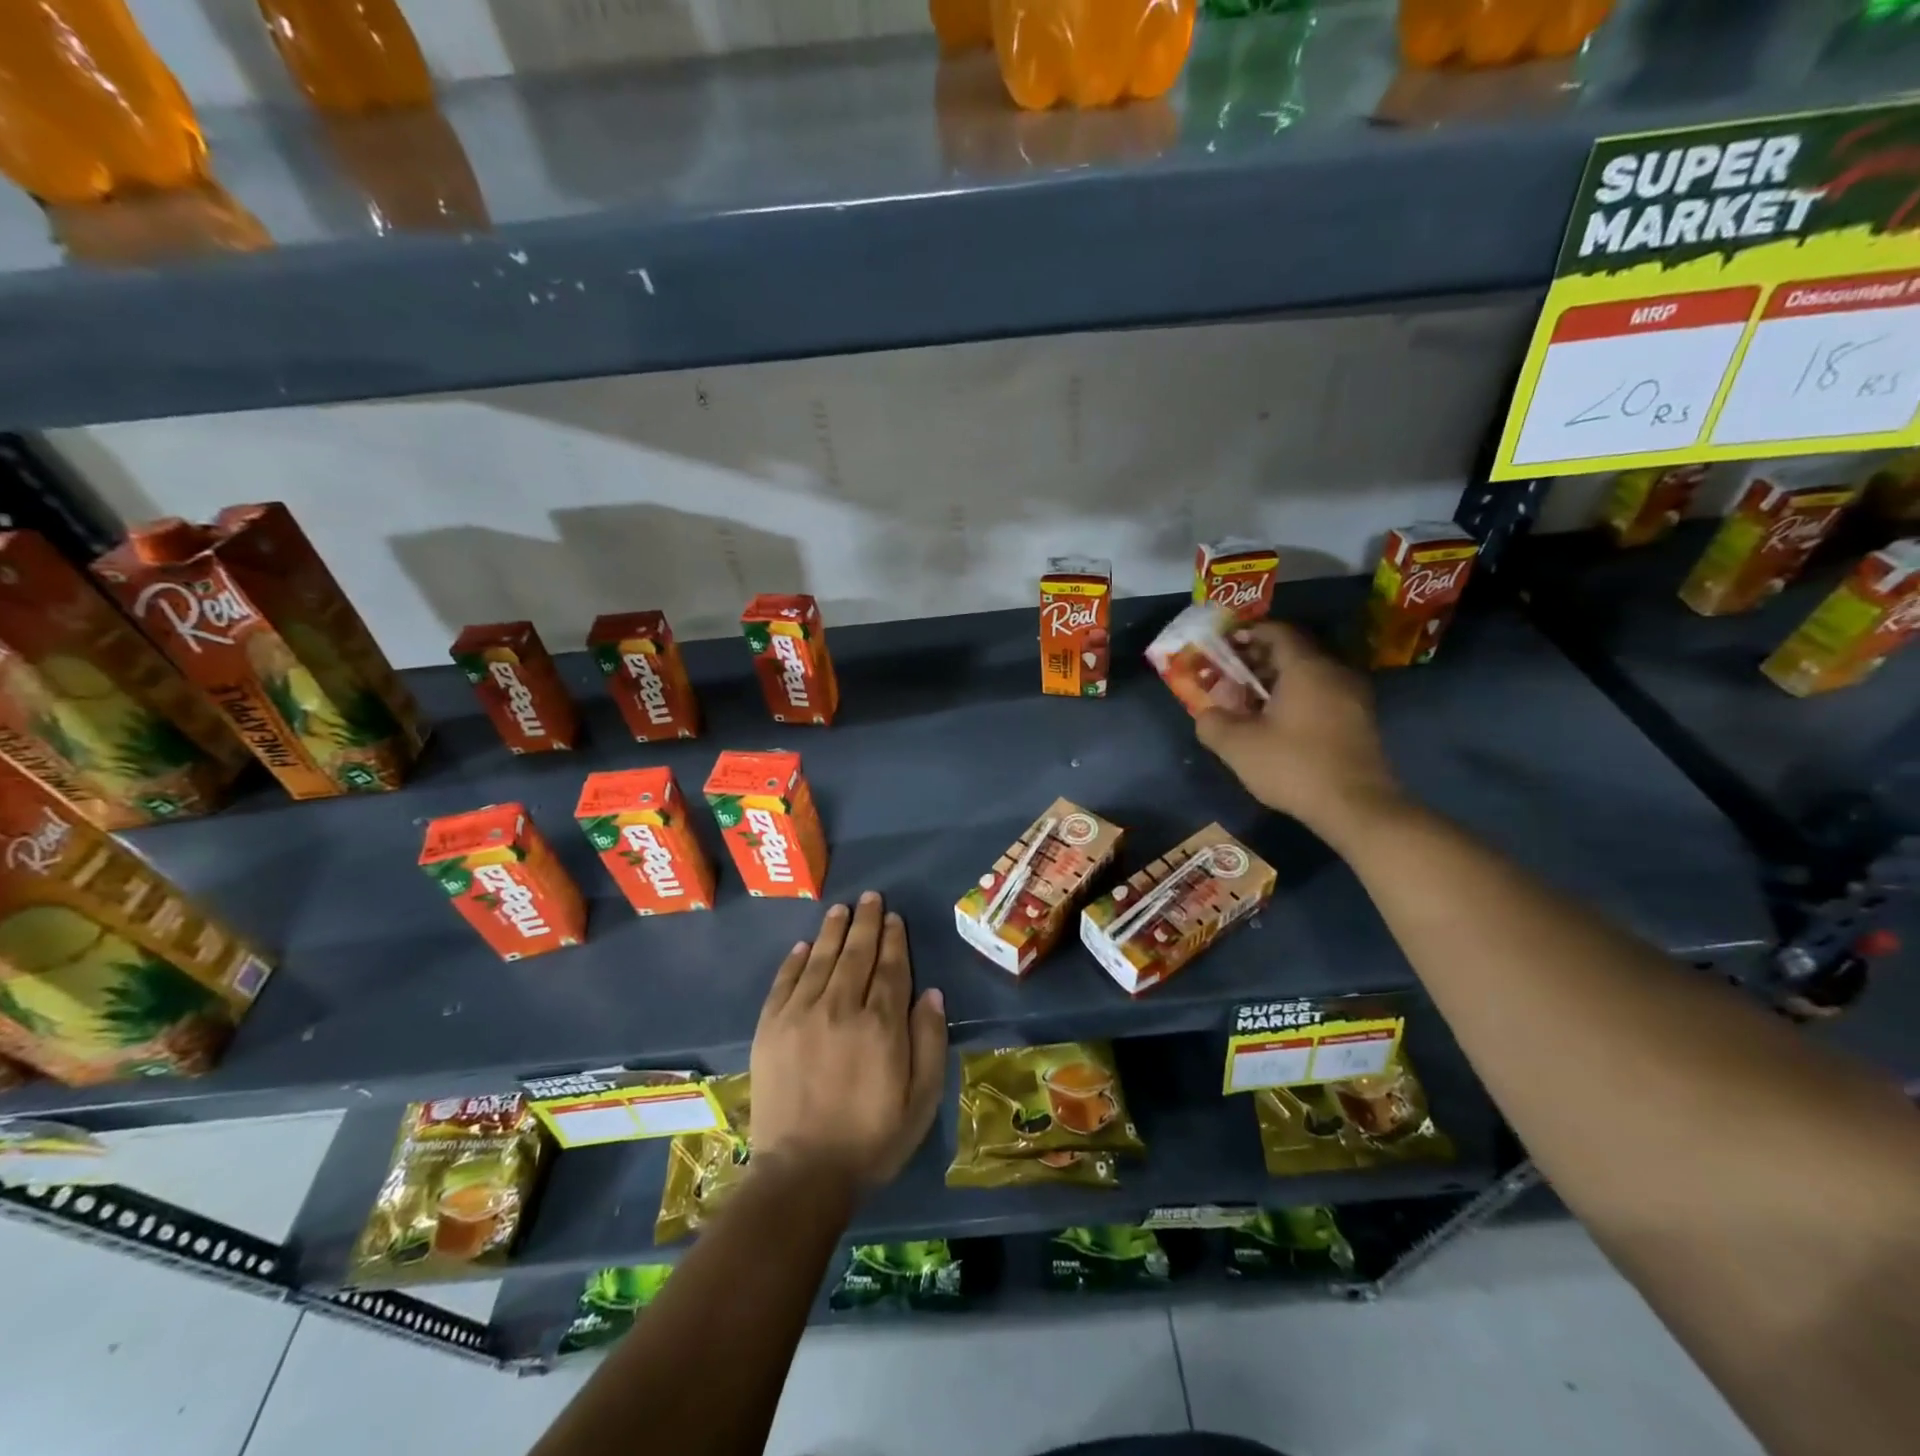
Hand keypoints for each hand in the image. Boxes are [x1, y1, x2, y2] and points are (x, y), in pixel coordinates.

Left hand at [750, 893, 947, 1191]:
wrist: (802, 1175)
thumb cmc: (872, 1140)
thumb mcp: (921, 1100)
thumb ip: (929, 1042)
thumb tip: (932, 993)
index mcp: (881, 1024)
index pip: (891, 968)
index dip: (894, 940)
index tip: (895, 918)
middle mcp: (841, 1007)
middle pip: (856, 954)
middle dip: (866, 923)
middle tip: (871, 898)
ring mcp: (801, 1015)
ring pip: (820, 959)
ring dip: (832, 931)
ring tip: (841, 909)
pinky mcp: (770, 1028)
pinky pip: (784, 982)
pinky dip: (794, 960)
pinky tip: (803, 946)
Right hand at [1195, 621, 1402, 841]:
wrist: (1356, 806)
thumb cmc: (1294, 766)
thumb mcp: (1237, 746)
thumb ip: (1212, 722)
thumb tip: (1206, 713)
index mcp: (1306, 667)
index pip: (1277, 631)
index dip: (1247, 634)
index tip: (1223, 645)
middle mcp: (1334, 672)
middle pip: (1293, 651)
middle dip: (1258, 658)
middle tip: (1230, 675)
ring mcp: (1353, 696)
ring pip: (1308, 674)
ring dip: (1276, 680)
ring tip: (1249, 701)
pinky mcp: (1359, 720)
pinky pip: (1322, 693)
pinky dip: (1296, 697)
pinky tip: (1277, 722)